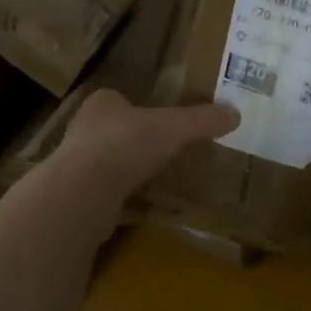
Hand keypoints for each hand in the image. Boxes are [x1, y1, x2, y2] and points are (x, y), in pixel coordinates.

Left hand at [56, 89, 238, 202]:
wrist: (84, 193)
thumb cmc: (127, 144)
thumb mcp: (174, 128)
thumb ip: (202, 120)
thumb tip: (235, 113)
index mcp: (101, 104)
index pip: (117, 99)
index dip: (136, 108)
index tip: (157, 121)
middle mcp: (83, 131)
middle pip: (111, 133)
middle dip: (132, 142)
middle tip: (160, 151)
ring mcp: (75, 168)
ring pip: (105, 166)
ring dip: (125, 173)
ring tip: (155, 181)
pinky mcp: (76, 200)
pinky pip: (105, 199)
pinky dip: (122, 203)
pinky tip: (142, 210)